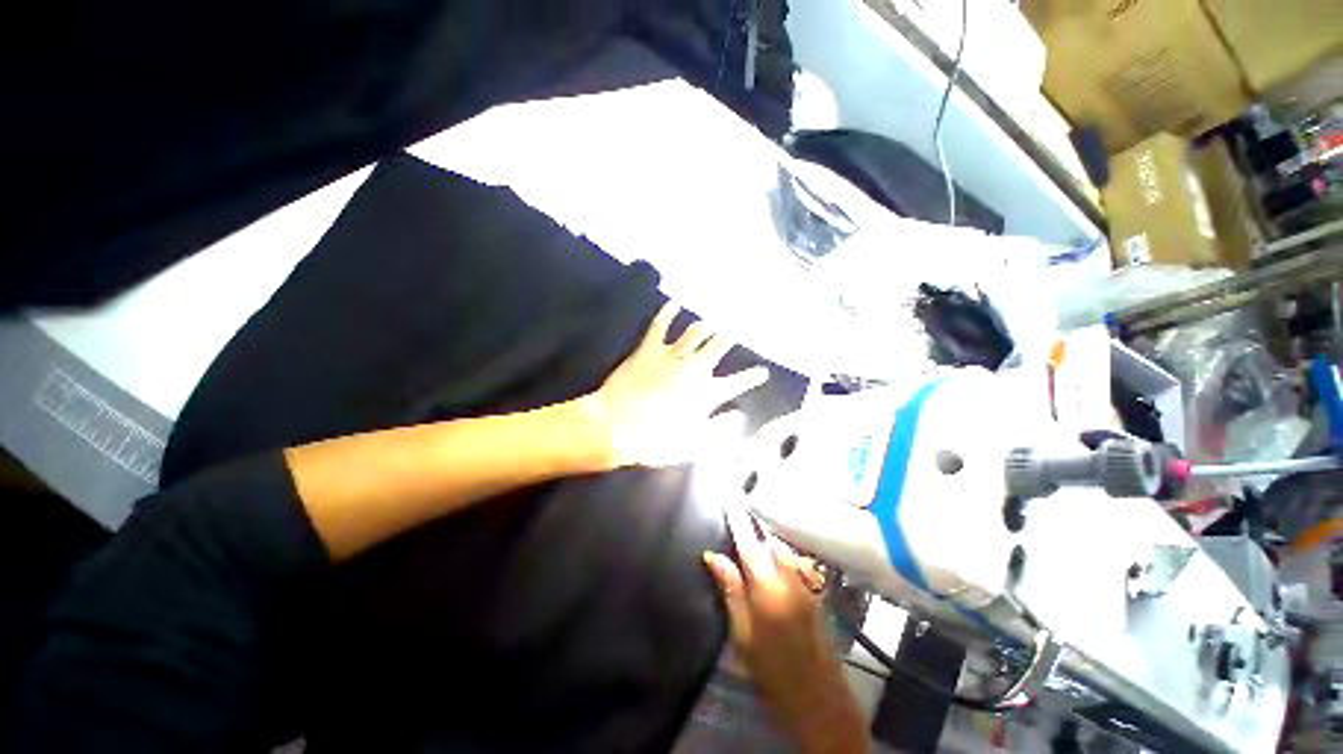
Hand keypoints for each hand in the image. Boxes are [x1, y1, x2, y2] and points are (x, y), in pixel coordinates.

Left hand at [591, 302, 768, 466]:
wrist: (616, 428)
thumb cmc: (655, 441)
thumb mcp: (694, 444)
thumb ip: (720, 429)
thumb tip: (740, 417)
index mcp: (706, 393)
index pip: (738, 383)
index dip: (752, 377)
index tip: (763, 372)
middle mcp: (694, 369)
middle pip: (719, 344)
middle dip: (731, 335)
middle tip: (737, 328)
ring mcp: (672, 356)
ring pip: (696, 331)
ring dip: (707, 325)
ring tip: (712, 322)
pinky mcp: (649, 349)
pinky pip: (660, 325)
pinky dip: (667, 312)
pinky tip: (674, 303)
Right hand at [703, 504, 868, 753]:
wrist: (820, 699)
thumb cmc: (772, 670)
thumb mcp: (742, 634)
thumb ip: (730, 589)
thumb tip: (712, 555)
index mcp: (768, 585)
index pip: (749, 542)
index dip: (738, 520)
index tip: (730, 500)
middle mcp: (790, 576)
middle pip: (769, 540)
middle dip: (754, 526)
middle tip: (738, 514)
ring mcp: (806, 582)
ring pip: (782, 548)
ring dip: (766, 537)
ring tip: (751, 531)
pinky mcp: (814, 591)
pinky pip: (793, 560)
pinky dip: (779, 552)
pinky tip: (770, 556)